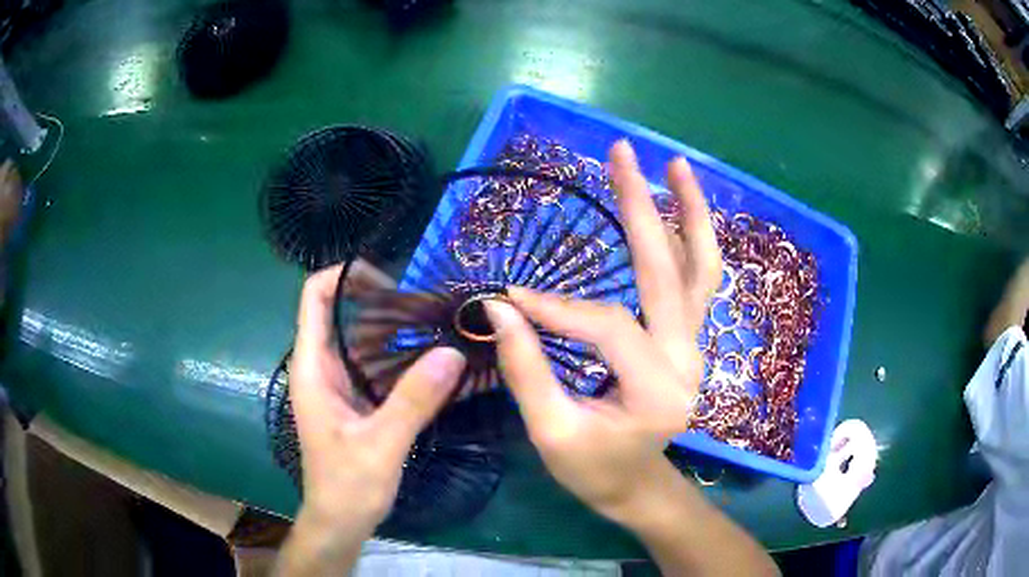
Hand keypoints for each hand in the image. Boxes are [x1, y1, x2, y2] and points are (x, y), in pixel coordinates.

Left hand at [277, 261, 465, 574]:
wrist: (340, 522)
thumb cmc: (347, 486)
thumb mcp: (381, 444)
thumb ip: (413, 400)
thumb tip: (451, 352)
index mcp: (314, 368)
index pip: (315, 298)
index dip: (345, 275)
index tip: (390, 276)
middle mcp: (324, 367)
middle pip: (348, 314)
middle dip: (387, 302)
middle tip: (434, 300)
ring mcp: (342, 384)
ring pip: (367, 340)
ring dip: (401, 329)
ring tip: (443, 321)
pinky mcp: (358, 400)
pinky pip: (380, 366)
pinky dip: (404, 357)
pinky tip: (438, 358)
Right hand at [485, 140, 720, 523]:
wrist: (637, 486)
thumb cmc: (594, 471)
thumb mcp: (553, 433)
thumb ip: (528, 371)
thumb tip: (499, 308)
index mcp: (657, 390)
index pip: (605, 326)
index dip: (555, 309)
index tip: (508, 299)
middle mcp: (687, 359)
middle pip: (670, 271)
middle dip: (643, 208)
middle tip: (622, 153)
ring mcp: (694, 346)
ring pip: (702, 270)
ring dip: (690, 214)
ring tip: (674, 165)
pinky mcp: (689, 340)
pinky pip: (697, 282)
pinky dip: (691, 241)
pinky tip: (678, 209)